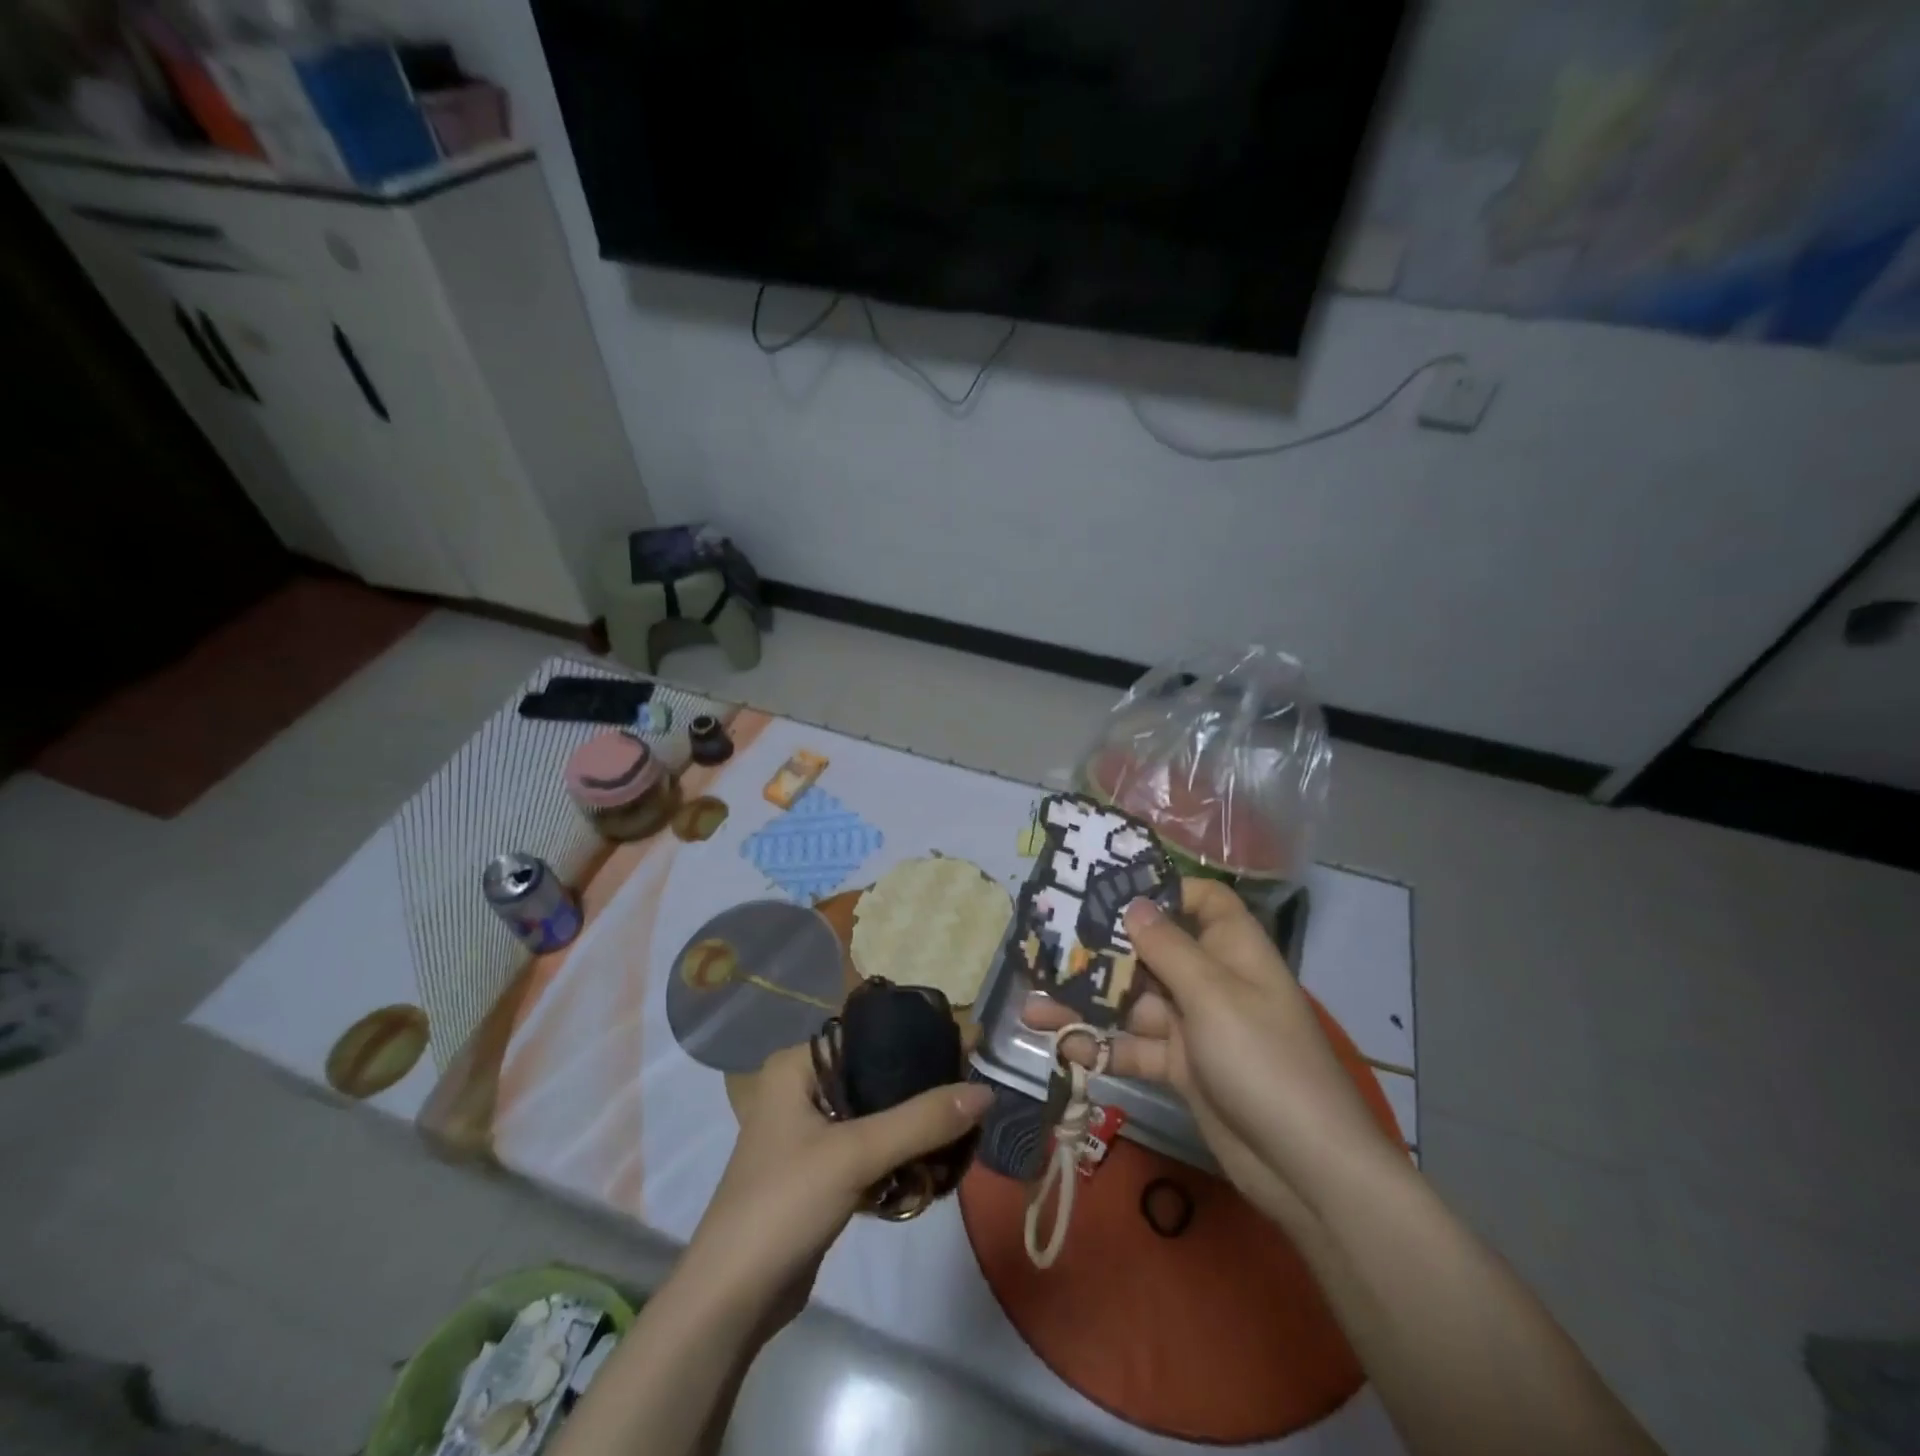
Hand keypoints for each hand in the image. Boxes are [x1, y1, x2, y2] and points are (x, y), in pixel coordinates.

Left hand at [683, 1043, 991, 1323]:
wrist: (732, 1300)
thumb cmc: (784, 1204)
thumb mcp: (856, 1154)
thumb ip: (921, 1121)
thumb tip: (987, 1091)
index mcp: (796, 1067)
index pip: (867, 1037)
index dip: (917, 1042)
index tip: (967, 1053)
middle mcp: (800, 1089)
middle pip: (875, 1077)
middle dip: (920, 1091)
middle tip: (971, 1097)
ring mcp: (809, 1133)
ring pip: (875, 1115)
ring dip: (913, 1129)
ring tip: (961, 1132)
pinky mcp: (820, 1172)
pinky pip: (869, 1149)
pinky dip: (898, 1158)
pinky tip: (933, 1168)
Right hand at [1024, 878, 1398, 1229]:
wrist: (1306, 1168)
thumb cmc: (1262, 1059)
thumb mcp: (1212, 994)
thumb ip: (1167, 947)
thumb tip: (1133, 903)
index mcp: (1232, 949)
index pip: (1201, 900)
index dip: (1162, 890)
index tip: (1108, 890)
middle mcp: (1212, 980)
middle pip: (1153, 951)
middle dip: (1103, 951)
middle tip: (1047, 946)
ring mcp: (1196, 1026)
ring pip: (1134, 1002)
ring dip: (1089, 1003)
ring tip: (1034, 1004)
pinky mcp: (1182, 1068)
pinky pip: (1136, 1047)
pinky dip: (1104, 1046)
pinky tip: (1064, 1046)